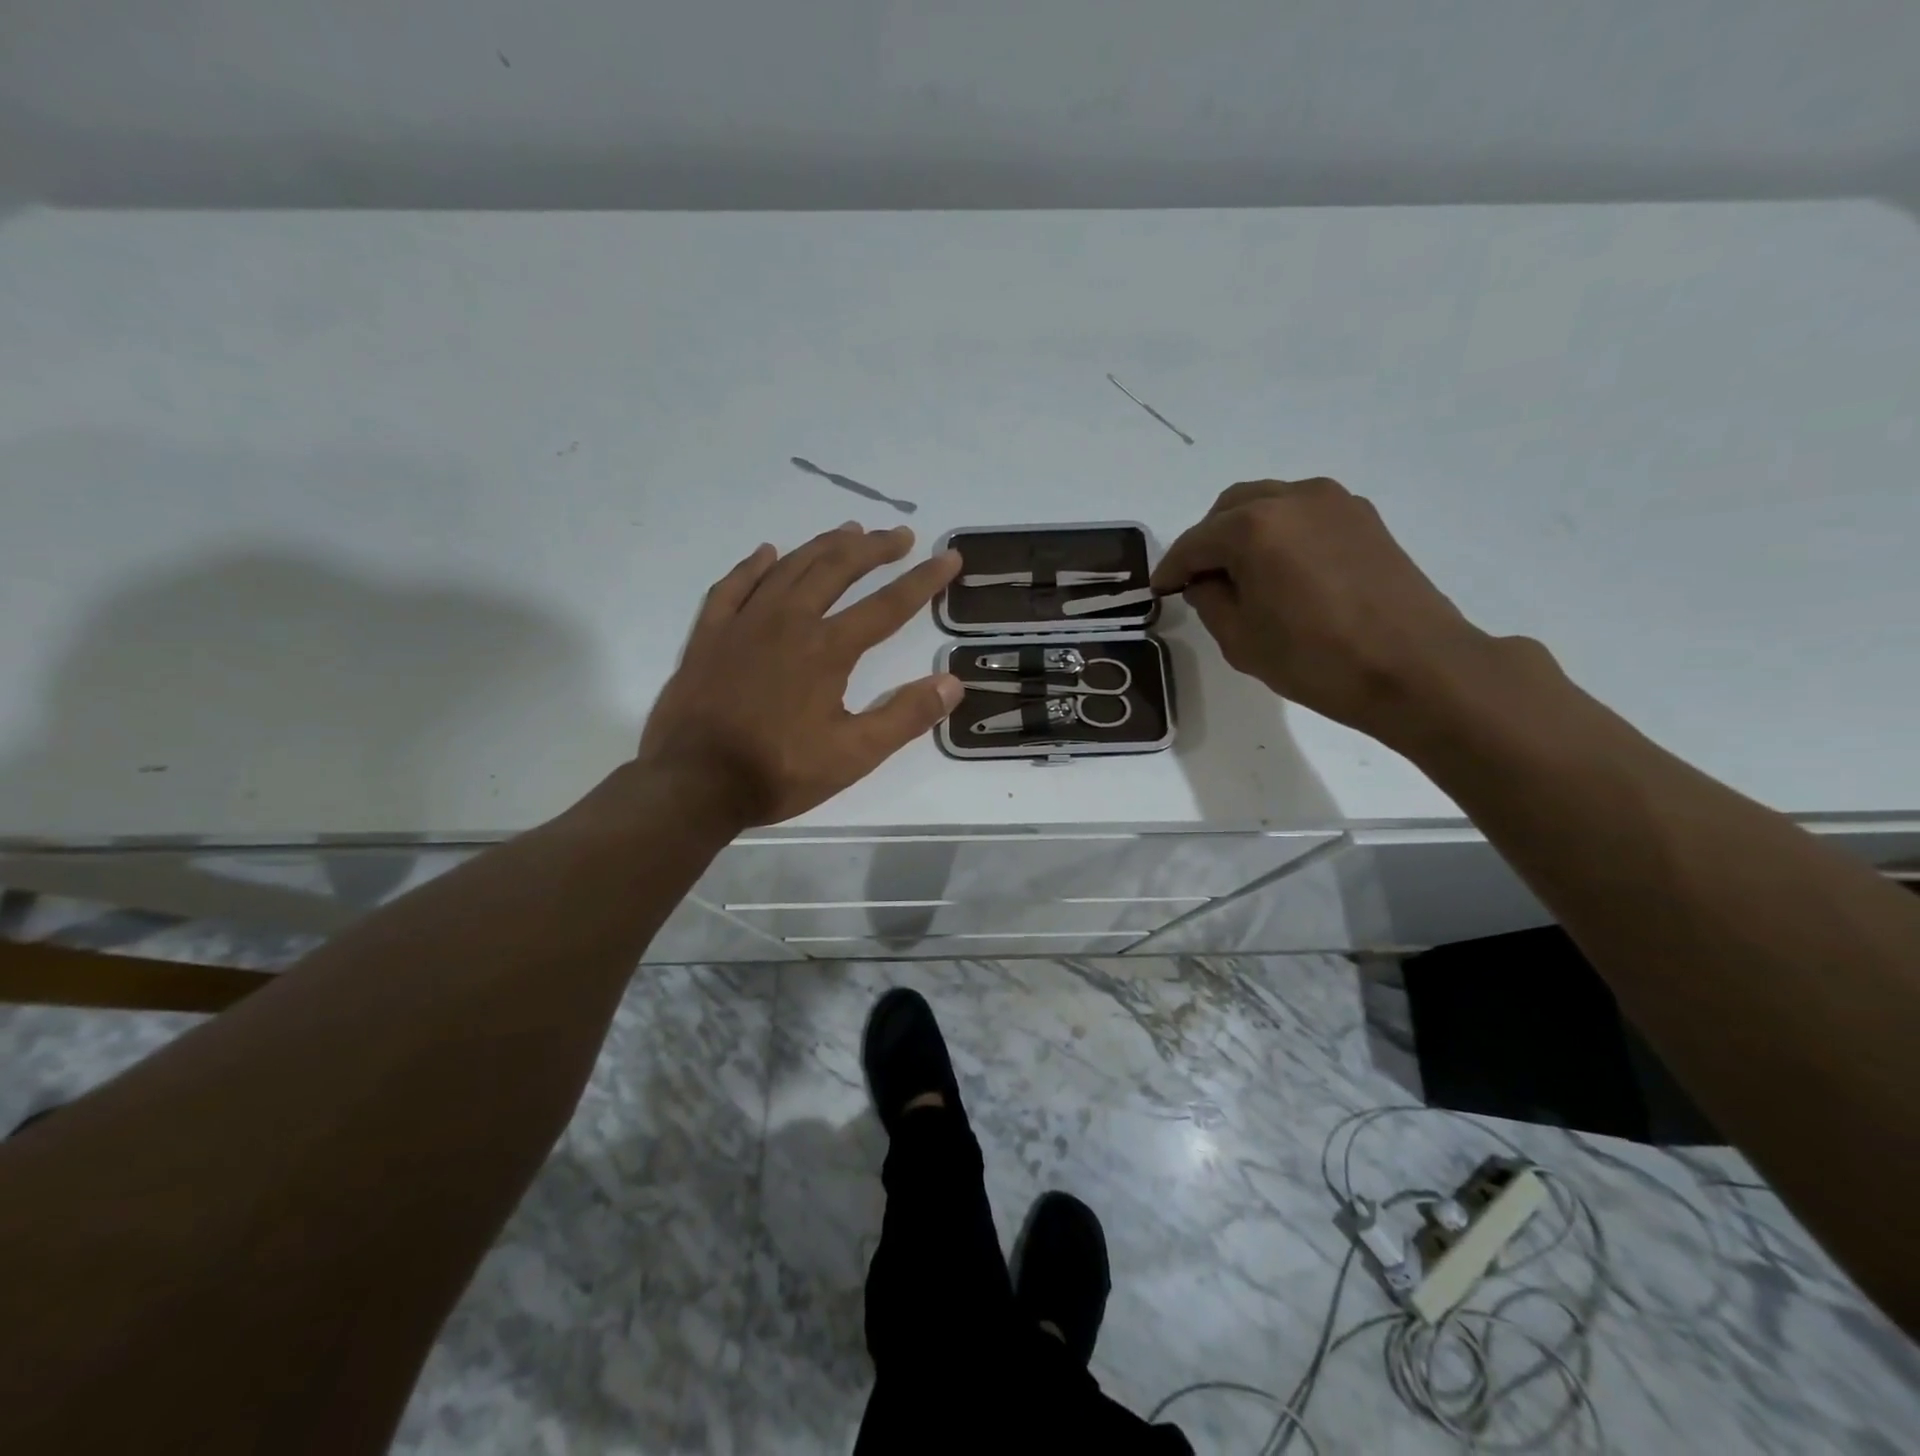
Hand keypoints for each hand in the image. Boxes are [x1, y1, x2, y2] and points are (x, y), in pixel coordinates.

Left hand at [638, 522, 963, 825]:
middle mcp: (789, 622)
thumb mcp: (854, 755)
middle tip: (900, 536)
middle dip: (874, 548)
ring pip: (790, 567)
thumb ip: (905, 716)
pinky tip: (766, 552)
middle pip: (837, 569)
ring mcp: (744, 623)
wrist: (695, 782)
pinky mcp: (710, 634)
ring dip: (824, 546)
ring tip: (849, 531)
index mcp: (828, 649)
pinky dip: (753, 565)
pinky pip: (733, 586)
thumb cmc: (779, 771)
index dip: (923, 580)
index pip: (887, 605)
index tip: (948, 558)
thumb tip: (952, 682)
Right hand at [1151, 478, 1505, 743]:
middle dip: (1207, 542)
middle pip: (1230, 508)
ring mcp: (1334, 502)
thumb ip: (1209, 600)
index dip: (1171, 569)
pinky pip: (1303, 513)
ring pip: (1268, 503)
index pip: (1194, 542)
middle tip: (1200, 582)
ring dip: (1244, 532)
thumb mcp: (1240, 640)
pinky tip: (1283, 571)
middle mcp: (1292, 498)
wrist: (1414, 667)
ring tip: (1243, 575)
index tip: (1160, 591)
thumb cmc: (1316, 660)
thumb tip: (1206, 580)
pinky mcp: (1363, 517)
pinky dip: (1280, 533)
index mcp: (1254, 527)